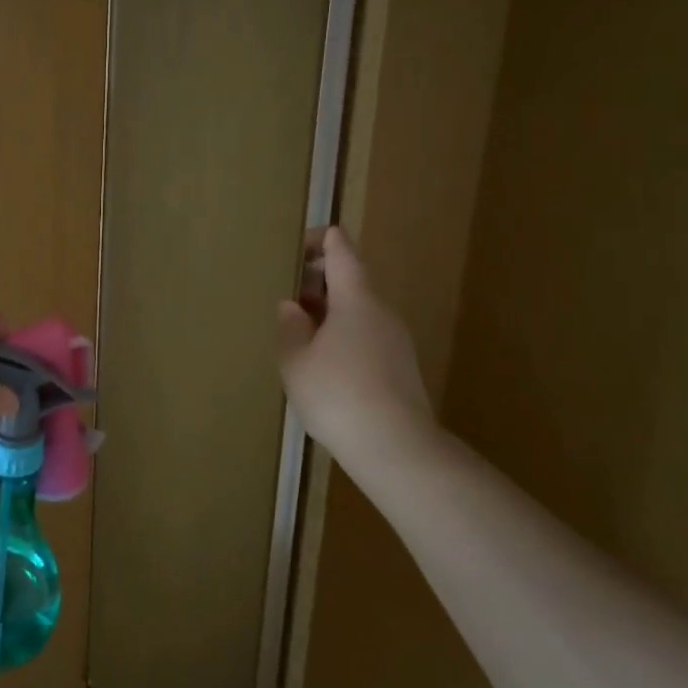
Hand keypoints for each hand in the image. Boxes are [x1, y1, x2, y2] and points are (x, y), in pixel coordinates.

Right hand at [274, 228, 434, 468]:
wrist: (395, 447)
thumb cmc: (337, 394)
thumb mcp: (296, 361)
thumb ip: (290, 327)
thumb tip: (292, 307)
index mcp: (356, 299)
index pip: (341, 250)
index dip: (320, 239)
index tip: (296, 246)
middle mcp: (381, 311)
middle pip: (350, 280)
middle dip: (318, 281)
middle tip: (286, 296)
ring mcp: (395, 340)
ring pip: (358, 311)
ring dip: (328, 312)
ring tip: (298, 333)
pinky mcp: (400, 367)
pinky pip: (366, 336)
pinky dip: (342, 335)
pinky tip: (323, 364)